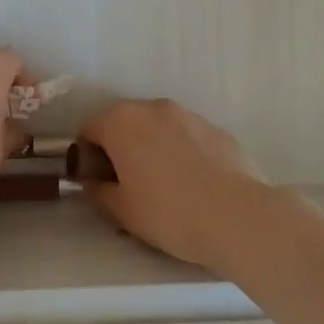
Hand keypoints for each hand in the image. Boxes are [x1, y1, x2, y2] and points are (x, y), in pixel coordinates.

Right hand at [80, 100, 271, 271]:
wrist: (236, 216)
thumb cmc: (169, 213)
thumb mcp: (123, 211)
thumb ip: (99, 191)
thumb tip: (92, 181)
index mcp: (122, 122)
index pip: (90, 129)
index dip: (87, 156)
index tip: (97, 181)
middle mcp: (152, 107)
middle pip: (124, 123)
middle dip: (120, 147)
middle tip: (128, 184)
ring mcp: (187, 114)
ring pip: (157, 127)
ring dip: (152, 147)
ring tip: (164, 185)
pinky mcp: (215, 127)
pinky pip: (186, 136)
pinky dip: (181, 151)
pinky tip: (193, 183)